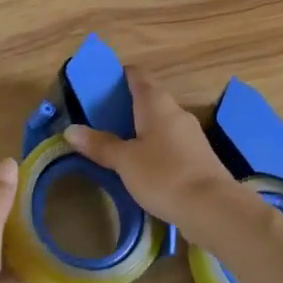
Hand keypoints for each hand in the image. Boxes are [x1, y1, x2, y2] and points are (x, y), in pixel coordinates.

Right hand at [62, 68, 255, 247]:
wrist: (212, 207)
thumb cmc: (164, 175)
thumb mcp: (125, 161)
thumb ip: (100, 145)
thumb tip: (70, 130)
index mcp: (156, 103)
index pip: (137, 76)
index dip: (119, 75)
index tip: (100, 84)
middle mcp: (176, 112)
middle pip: (149, 98)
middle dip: (126, 105)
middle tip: (99, 118)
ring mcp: (190, 134)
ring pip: (160, 122)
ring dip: (140, 127)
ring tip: (116, 142)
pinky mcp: (197, 156)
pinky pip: (169, 142)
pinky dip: (153, 146)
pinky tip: (141, 163)